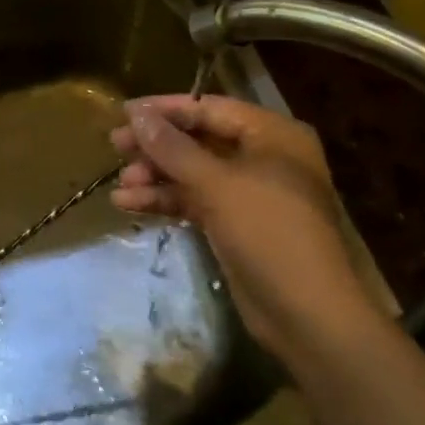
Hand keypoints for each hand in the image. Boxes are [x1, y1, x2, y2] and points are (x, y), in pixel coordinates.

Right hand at [111, 95, 379, 361]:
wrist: (308, 316)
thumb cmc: (269, 233)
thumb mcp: (216, 184)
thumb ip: (172, 147)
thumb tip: (136, 113)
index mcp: (272, 134)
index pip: (210, 108)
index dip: (165, 110)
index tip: (123, 113)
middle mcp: (264, 157)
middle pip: (199, 139)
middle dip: (157, 146)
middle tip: (116, 146)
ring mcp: (250, 193)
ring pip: (194, 172)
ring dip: (157, 176)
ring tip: (121, 186)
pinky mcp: (237, 225)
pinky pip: (196, 201)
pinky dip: (167, 201)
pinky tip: (130, 205)